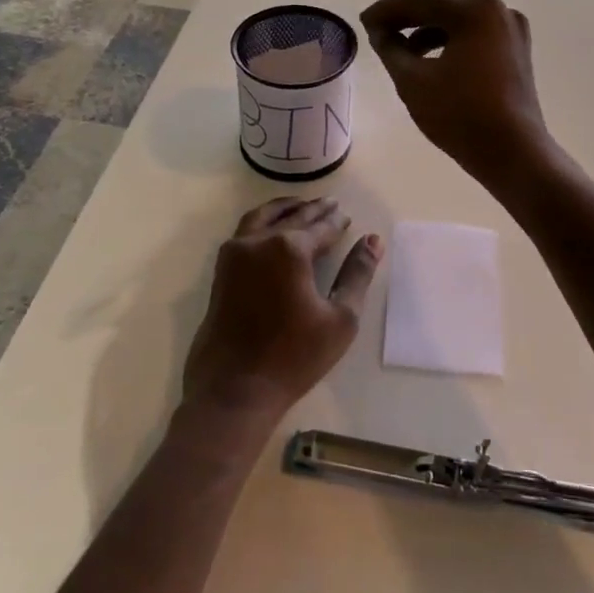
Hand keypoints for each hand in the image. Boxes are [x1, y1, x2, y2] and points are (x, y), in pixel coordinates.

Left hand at [181, 197, 382, 425]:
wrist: (233, 388)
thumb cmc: (293, 357)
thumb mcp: (340, 319)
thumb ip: (357, 274)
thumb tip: (372, 241)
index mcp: (290, 249)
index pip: (321, 227)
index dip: (336, 222)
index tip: (347, 216)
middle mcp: (259, 242)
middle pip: (292, 217)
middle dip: (313, 210)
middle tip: (330, 203)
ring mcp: (235, 254)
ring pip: (261, 217)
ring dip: (284, 209)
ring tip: (300, 206)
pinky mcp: (221, 271)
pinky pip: (245, 231)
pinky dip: (263, 222)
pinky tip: (272, 229)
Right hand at [360, 0, 548, 187]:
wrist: (513, 153)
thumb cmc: (460, 114)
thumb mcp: (413, 80)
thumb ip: (390, 48)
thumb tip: (380, 31)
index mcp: (475, 9)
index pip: (420, 1)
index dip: (387, 10)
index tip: (363, 21)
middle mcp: (498, 10)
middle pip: (441, 8)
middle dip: (407, 20)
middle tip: (375, 31)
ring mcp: (512, 31)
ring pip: (458, 23)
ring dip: (426, 33)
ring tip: (398, 50)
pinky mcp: (515, 52)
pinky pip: (474, 38)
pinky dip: (449, 44)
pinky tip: (428, 61)